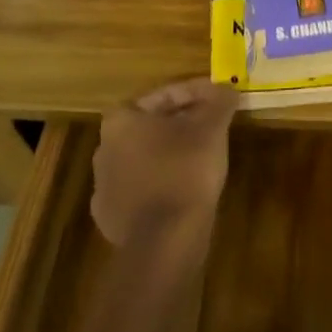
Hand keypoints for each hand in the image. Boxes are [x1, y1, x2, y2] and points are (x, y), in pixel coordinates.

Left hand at [91, 78, 237, 252]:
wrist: (164, 243)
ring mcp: (104, 186)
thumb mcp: (211, 128)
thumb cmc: (184, 171)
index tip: (220, 97)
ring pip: (146, 157)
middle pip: (152, 125)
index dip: (197, 92)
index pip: (164, 95)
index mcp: (121, 120)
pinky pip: (142, 188)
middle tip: (213, 123)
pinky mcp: (112, 218)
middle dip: (183, 121)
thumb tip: (227, 88)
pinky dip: (163, 182)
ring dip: (171, 152)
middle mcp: (104, 149)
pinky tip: (184, 187)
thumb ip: (219, 101)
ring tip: (203, 155)